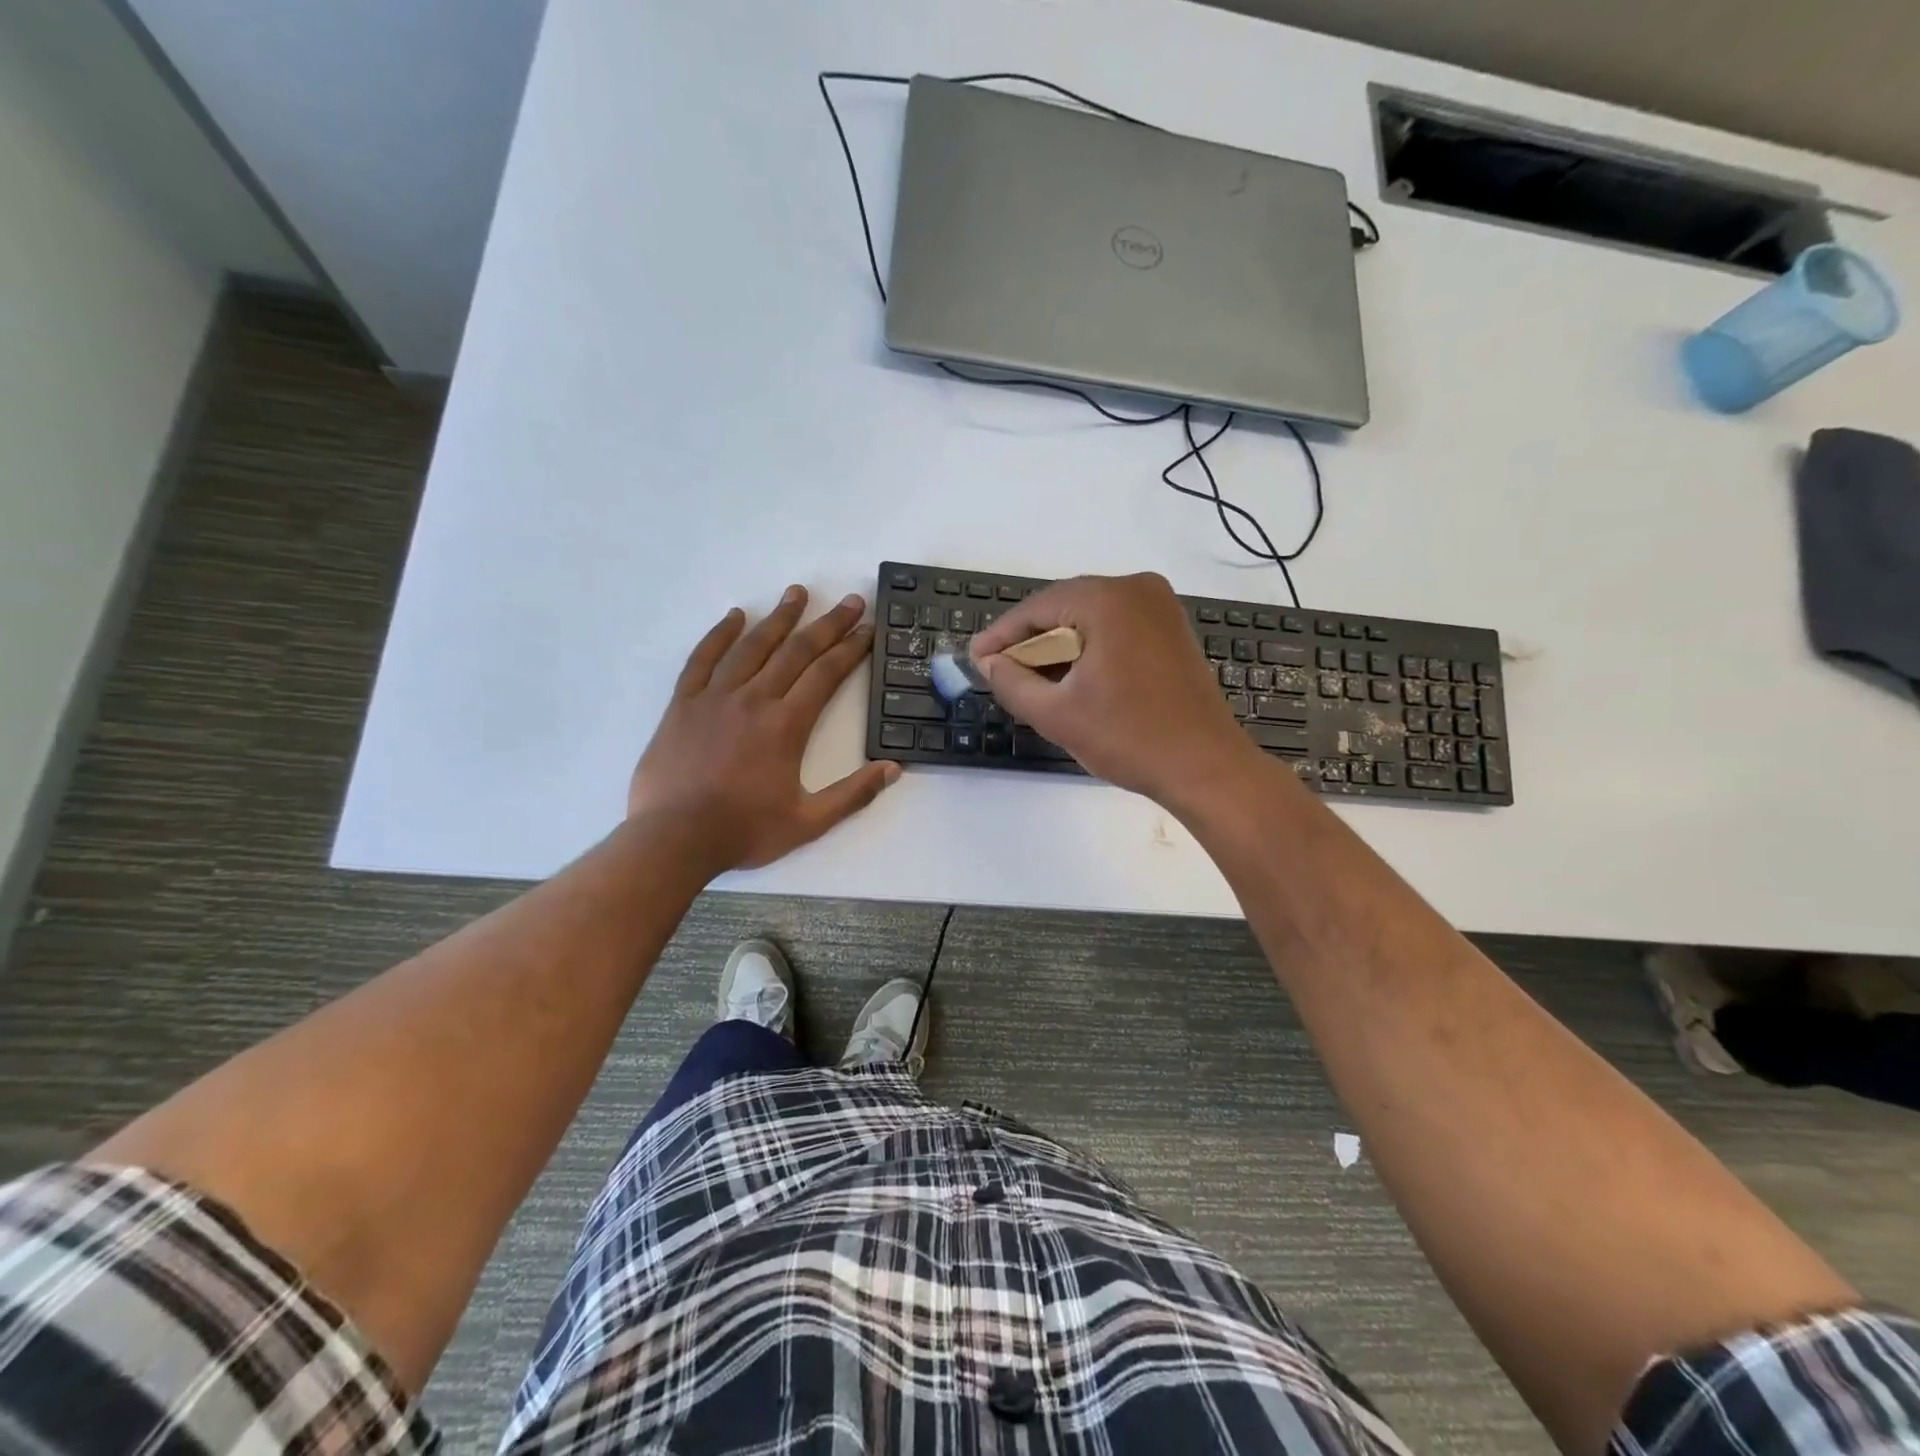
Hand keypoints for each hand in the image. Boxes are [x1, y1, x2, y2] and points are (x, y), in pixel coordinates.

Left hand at [629, 585, 897, 872]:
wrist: (674, 839)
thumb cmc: (744, 831)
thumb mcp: (809, 822)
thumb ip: (853, 795)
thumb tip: (892, 769)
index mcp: (787, 725)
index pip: (826, 674)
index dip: (851, 648)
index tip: (869, 628)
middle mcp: (754, 699)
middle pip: (796, 651)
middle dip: (828, 624)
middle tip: (851, 601)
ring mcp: (715, 697)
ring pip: (753, 646)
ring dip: (779, 617)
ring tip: (798, 593)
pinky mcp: (684, 703)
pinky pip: (703, 658)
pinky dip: (720, 634)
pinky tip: (735, 616)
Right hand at [970, 573, 1266, 808]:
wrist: (1206, 768)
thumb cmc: (1129, 738)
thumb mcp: (1057, 714)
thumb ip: (1011, 682)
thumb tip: (989, 662)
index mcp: (1109, 600)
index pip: (1037, 607)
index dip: (1002, 634)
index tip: (975, 658)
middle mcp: (1138, 589)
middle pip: (1064, 606)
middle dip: (1031, 639)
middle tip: (999, 669)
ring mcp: (1161, 607)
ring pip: (1090, 617)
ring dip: (1059, 645)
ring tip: (1030, 678)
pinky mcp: (1172, 629)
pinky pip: (1116, 627)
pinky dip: (1090, 647)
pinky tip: (1072, 677)